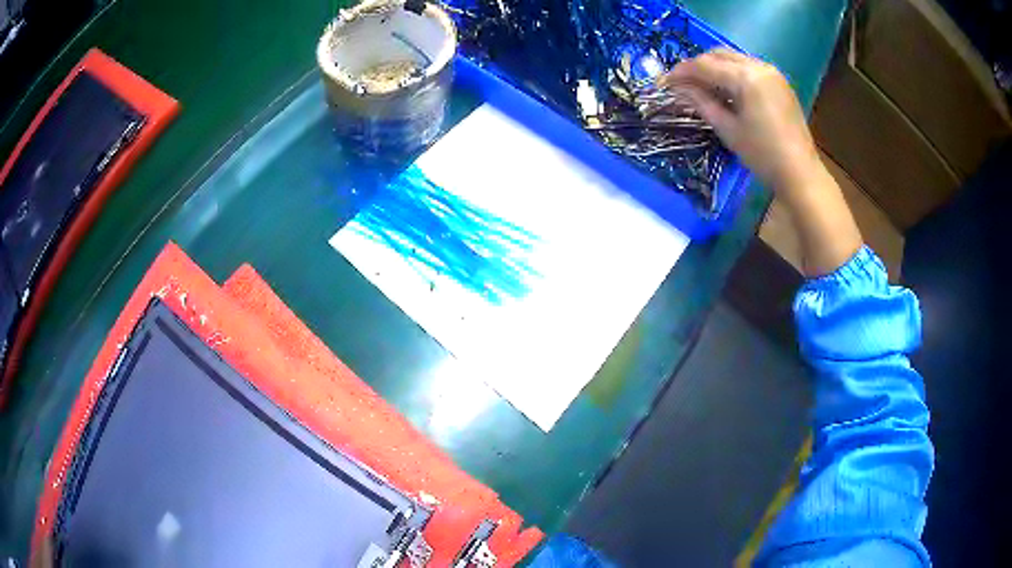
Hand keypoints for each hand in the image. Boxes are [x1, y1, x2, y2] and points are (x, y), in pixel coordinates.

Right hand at [660, 49, 862, 276]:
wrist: (801, 173)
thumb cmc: (763, 155)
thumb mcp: (728, 129)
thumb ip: (701, 102)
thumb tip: (678, 88)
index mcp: (746, 77)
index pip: (705, 65)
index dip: (682, 71)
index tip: (665, 82)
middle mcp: (759, 66)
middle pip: (719, 55)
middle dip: (698, 65)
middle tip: (682, 83)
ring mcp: (772, 72)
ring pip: (734, 58)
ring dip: (715, 67)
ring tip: (702, 86)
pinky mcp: (779, 82)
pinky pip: (749, 67)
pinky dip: (732, 73)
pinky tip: (726, 90)